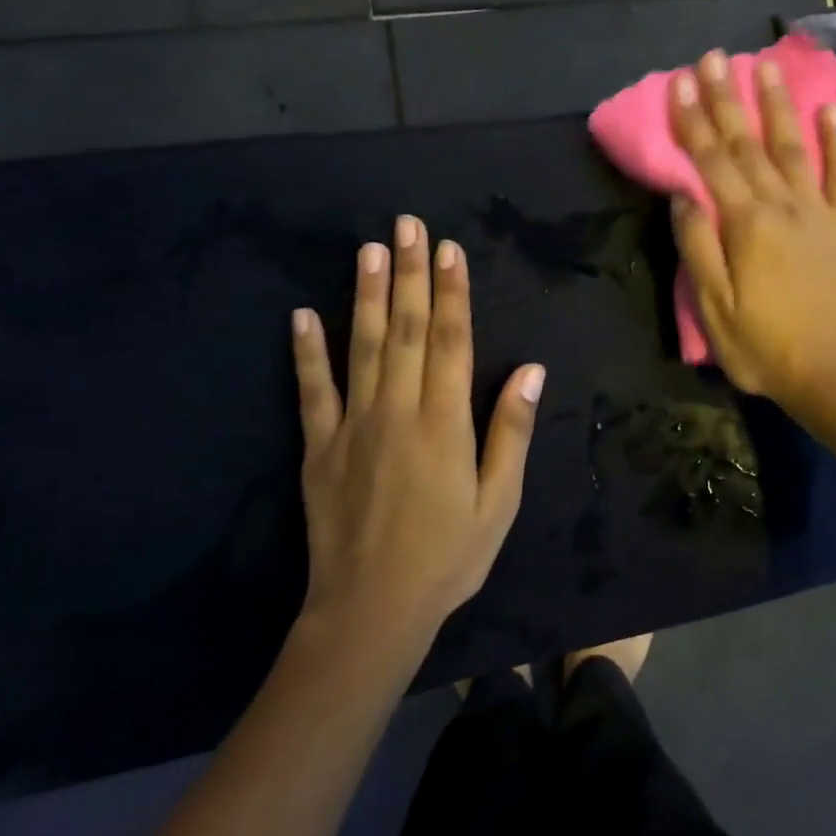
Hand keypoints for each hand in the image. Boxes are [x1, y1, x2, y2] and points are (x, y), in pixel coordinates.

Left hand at [291, 215, 545, 647]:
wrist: (371, 610)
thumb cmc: (449, 556)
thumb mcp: (499, 501)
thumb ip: (511, 432)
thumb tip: (532, 370)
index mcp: (445, 423)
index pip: (450, 341)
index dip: (451, 292)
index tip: (449, 250)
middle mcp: (397, 411)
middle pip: (404, 330)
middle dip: (409, 274)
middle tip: (407, 225)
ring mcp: (352, 426)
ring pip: (360, 347)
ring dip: (365, 295)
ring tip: (368, 249)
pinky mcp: (318, 448)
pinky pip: (311, 391)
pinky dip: (306, 351)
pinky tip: (302, 315)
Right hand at [668, 49, 835, 408]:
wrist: (835, 372)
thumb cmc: (764, 346)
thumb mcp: (713, 307)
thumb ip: (696, 246)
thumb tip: (683, 193)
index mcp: (744, 224)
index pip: (711, 161)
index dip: (693, 120)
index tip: (680, 82)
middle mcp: (782, 205)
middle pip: (748, 143)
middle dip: (727, 98)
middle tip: (713, 57)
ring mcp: (820, 211)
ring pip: (794, 146)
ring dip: (777, 104)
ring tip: (764, 65)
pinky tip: (829, 109)